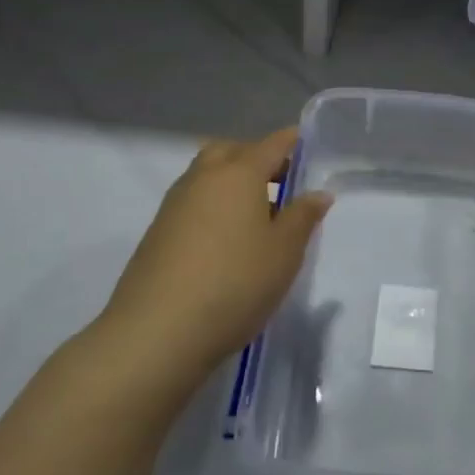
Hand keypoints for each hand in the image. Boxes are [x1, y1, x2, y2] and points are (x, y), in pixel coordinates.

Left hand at [97, 128, 331, 378]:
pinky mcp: (157, 232)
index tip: (307, 143)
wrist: (157, 333)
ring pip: (207, 175)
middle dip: (256, 157)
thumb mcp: (284, 252)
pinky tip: (226, 239)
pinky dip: (212, 204)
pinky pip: (192, 201)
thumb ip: (303, 217)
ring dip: (231, 181)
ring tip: (256, 214)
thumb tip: (318, 193)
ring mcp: (174, 204)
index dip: (292, 141)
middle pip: (232, 151)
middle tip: (281, 182)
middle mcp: (203, 178)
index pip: (272, 144)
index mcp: (239, 173)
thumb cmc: (235, 283)